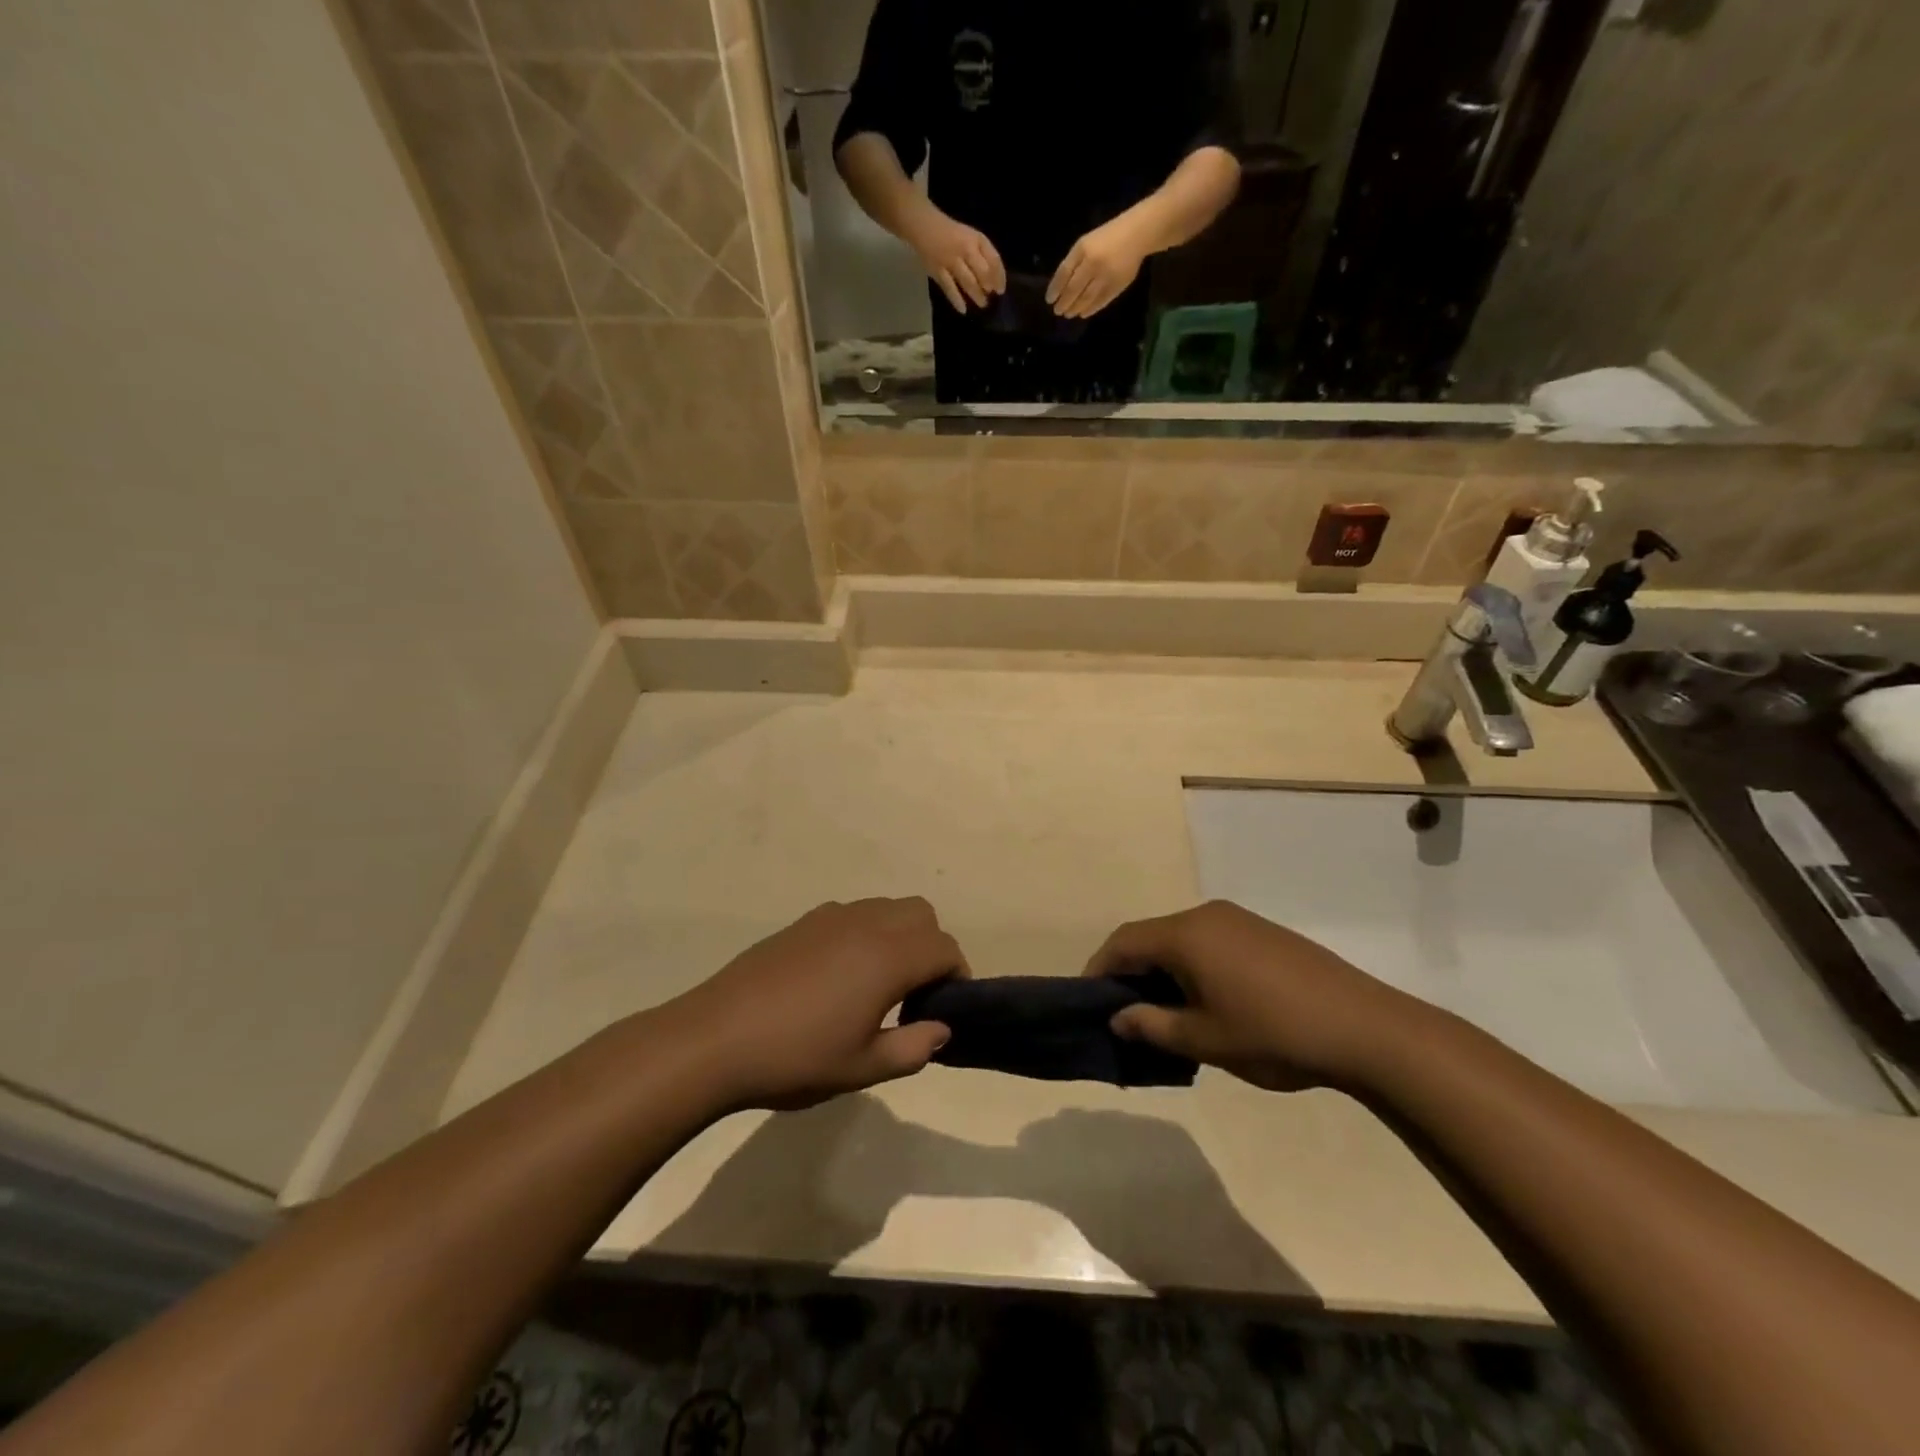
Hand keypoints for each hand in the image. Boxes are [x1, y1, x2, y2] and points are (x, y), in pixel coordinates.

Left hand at [669, 898, 965, 1110]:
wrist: (715, 1039)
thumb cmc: (796, 1058)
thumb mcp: (862, 1069)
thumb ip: (912, 1048)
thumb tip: (941, 1029)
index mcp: (887, 957)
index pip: (944, 948)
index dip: (956, 974)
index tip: (945, 1007)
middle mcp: (866, 924)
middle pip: (921, 914)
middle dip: (931, 947)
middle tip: (915, 993)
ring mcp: (832, 917)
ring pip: (887, 907)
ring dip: (900, 935)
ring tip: (879, 983)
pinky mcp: (803, 922)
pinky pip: (854, 913)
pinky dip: (867, 932)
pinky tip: (840, 974)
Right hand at [907, 209, 1005, 312]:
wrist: (925, 226)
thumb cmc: (953, 234)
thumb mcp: (972, 237)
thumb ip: (984, 254)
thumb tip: (994, 279)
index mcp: (976, 239)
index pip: (994, 259)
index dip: (999, 276)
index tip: (1001, 289)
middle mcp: (965, 249)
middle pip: (982, 272)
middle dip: (988, 286)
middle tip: (990, 296)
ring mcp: (951, 261)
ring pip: (968, 281)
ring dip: (976, 294)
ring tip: (982, 304)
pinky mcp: (938, 271)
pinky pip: (949, 288)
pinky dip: (956, 299)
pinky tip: (962, 310)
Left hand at [1047, 217, 1148, 318]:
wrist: (1137, 235)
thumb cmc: (1107, 237)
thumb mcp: (1085, 243)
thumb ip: (1073, 262)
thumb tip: (1060, 287)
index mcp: (1084, 250)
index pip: (1064, 273)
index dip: (1055, 289)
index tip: (1049, 300)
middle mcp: (1093, 264)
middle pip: (1074, 289)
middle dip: (1064, 303)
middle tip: (1058, 311)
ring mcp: (1106, 277)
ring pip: (1086, 299)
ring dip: (1075, 308)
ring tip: (1069, 314)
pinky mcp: (1117, 286)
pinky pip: (1100, 302)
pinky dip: (1090, 310)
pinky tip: (1083, 313)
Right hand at [1083, 901, 1424, 1090]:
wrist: (1365, 1028)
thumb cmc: (1273, 1033)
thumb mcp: (1205, 1040)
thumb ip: (1152, 1026)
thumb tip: (1118, 1018)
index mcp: (1185, 935)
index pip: (1123, 942)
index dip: (1099, 969)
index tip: (1089, 1001)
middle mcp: (1206, 915)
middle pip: (1151, 937)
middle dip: (1132, 972)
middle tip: (1126, 1014)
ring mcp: (1238, 920)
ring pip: (1182, 940)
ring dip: (1164, 971)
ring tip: (1166, 1014)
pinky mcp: (1263, 933)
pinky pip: (1210, 942)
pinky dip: (1193, 967)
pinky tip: (1208, 1002)